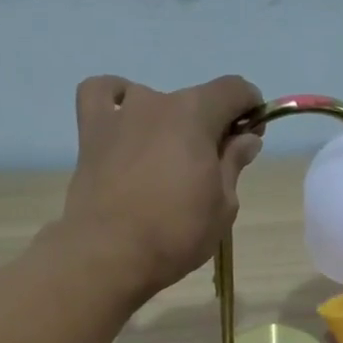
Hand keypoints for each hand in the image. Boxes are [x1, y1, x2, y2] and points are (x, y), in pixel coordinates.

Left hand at [61, 73, 263, 296]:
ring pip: (153, 101)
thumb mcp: (223, 206)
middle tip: (211, 166)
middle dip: (210, 125)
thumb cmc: (177, 233)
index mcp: (196, 114)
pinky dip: (115, 101)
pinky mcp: (90, 131)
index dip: (250, 107)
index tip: (251, 136)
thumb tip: (246, 139)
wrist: (111, 254)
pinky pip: (101, 94)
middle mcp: (157, 101)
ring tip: (166, 158)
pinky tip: (124, 122)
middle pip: (195, 100)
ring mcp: (120, 113)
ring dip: (167, 122)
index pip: (234, 89)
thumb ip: (233, 164)